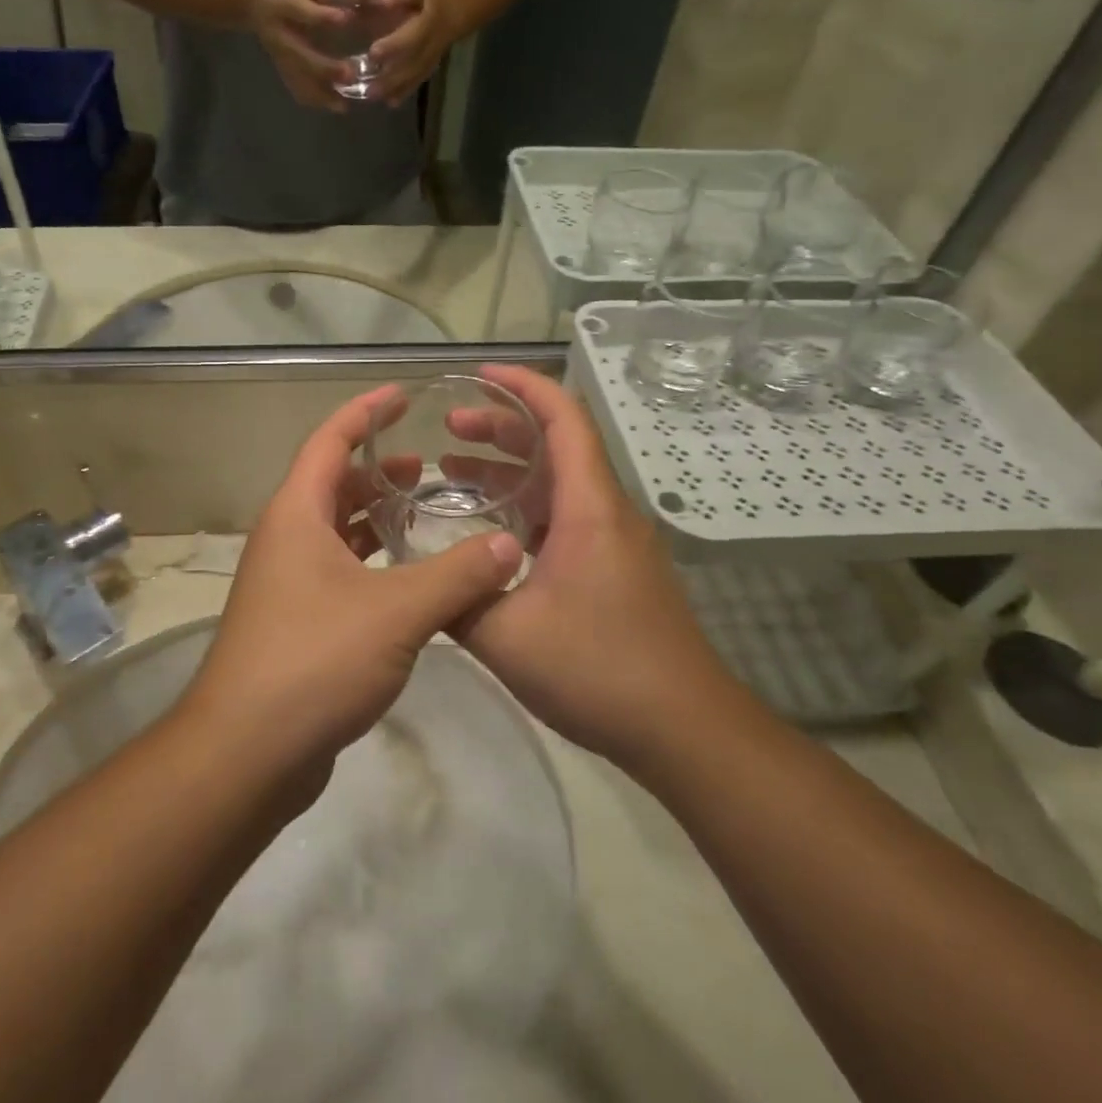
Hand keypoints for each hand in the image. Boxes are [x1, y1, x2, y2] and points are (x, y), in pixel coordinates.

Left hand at [179, 386, 524, 771]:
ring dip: (376, 518)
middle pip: (332, 484)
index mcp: (296, 515)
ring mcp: (288, 583)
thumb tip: (509, 546)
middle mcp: (286, 539)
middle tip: (428, 466)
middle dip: (377, 470)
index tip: (402, 394)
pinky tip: (410, 578)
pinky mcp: (298, 622)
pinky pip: (340, 571)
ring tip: (424, 512)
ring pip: (336, 531)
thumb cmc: (314, 661)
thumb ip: (456, 575)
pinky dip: (373, 562)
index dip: (365, 412)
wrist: (246, 751)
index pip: (329, 440)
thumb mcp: (397, 613)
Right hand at [246, 0, 353, 112]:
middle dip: (324, 67)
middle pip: (299, 55)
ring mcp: (278, 54)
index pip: (302, 11)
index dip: (323, 16)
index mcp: (282, 2)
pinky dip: (315, 99)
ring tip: (344, 105)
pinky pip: (296, 87)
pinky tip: (335, 105)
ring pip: (297, 79)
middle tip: (350, 74)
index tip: (346, 19)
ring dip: (320, 94)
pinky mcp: (281, 66)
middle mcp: (278, 33)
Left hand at [366, 0, 456, 107]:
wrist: (454, 9)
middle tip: (370, 90)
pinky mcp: (428, 68)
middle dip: (391, 77)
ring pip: (415, 76)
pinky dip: (404, 92)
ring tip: (376, 98)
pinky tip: (391, 102)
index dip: (394, 46)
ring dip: (396, 89)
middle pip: (412, 64)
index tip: (373, 53)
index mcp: (429, 22)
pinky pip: (417, 81)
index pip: (412, 36)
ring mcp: (431, 59)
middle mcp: (432, 45)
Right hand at [448, 366, 739, 766]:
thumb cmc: (599, 670)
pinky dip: (524, 508)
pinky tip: (488, 532)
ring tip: (452, 471)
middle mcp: (605, 512)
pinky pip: (563, 518)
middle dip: (502, 426)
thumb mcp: (507, 637)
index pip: (562, 418)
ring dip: (510, 470)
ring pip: (558, 484)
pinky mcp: (613, 570)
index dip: (522, 385)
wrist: (683, 729)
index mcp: (588, 507)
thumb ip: (456, 600)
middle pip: (556, 445)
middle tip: (449, 426)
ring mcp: (613, 542)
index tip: (477, 373)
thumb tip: (418, 581)